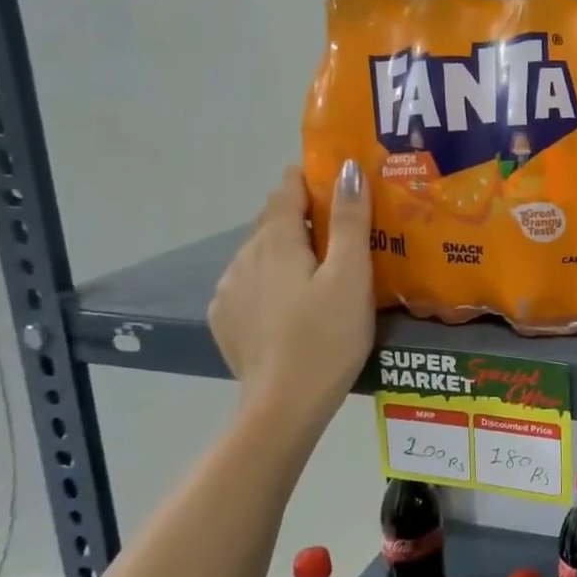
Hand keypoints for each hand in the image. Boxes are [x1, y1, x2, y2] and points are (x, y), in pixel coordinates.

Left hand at [209, 161, 373, 438]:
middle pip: (273, 221)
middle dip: (303, 214)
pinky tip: (292, 301)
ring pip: (260, 252)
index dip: (310, 178)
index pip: (287, 190)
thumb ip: (350, 221)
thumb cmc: (328, 338)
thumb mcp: (351, 277)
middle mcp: (244, 257)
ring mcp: (228, 289)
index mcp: (276, 242)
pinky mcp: (225, 319)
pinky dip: (271, 278)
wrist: (283, 406)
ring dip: (286, 248)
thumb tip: (349, 169)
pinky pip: (249, 282)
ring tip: (320, 266)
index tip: (338, 181)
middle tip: (341, 226)